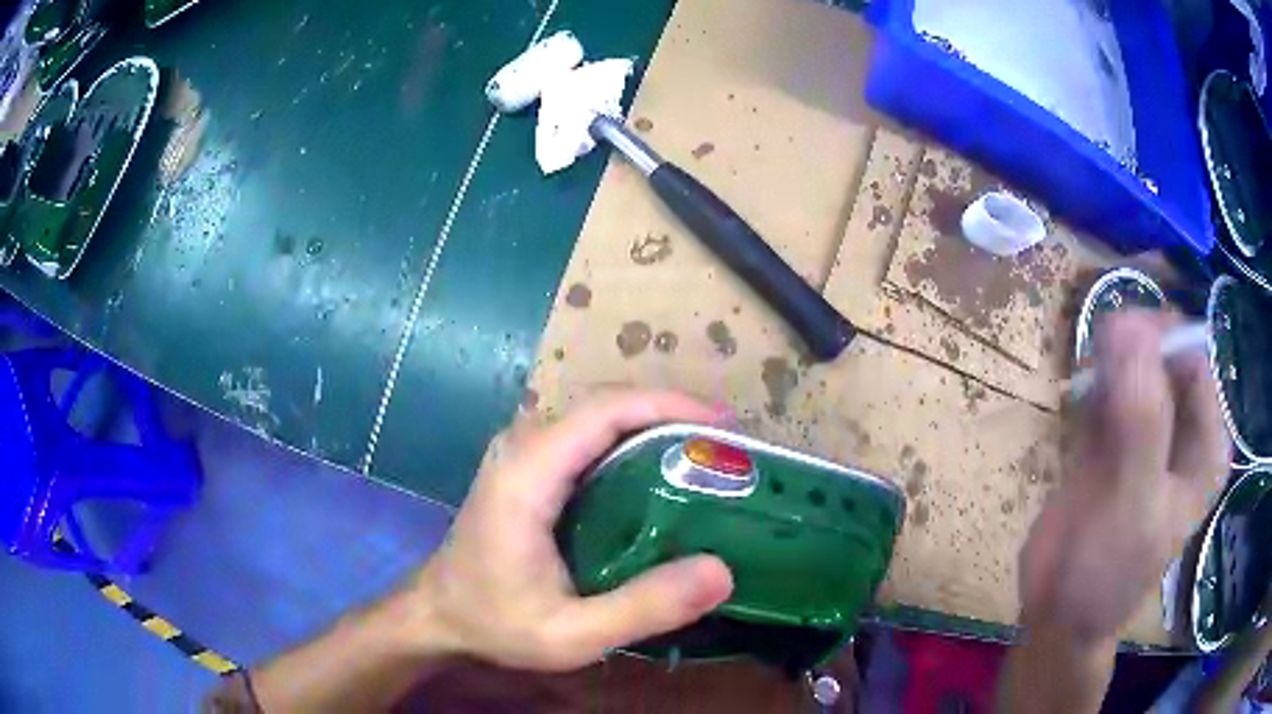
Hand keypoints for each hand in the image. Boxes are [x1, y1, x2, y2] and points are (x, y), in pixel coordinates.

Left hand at [409, 390, 734, 670]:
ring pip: (598, 417)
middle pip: (606, 405)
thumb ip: (643, 608)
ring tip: (706, 460)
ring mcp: (521, 452)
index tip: (724, 427)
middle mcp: (522, 446)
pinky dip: (631, 444)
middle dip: (672, 415)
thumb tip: (721, 571)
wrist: (438, 614)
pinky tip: (662, 477)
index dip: (669, 406)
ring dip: (654, 427)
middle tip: (726, 451)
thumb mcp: (572, 635)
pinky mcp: (527, 465)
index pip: (604, 411)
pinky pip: (586, 438)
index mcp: (527, 474)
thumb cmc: (495, 623)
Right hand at [1020, 310, 1229, 645]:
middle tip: (1095, 369)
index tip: (1115, 346)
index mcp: (1205, 444)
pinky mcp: (1116, 437)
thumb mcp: (1132, 502)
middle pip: (1164, 354)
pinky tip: (1078, 401)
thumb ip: (1140, 418)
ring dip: (1108, 361)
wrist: (1057, 614)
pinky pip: (1110, 385)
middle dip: (1130, 348)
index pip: (1193, 358)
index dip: (1158, 341)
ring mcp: (1150, 431)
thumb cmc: (1105, 571)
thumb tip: (1128, 324)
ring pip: (1135, 364)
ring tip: (1086, 388)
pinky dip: (1093, 380)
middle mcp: (1184, 429)